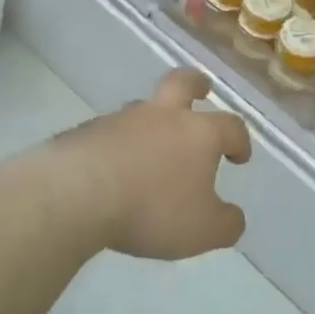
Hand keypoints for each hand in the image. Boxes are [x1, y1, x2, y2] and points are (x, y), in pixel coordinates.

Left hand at [58, 70, 250, 261]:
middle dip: (196, 84)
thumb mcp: (203, 230)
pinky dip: (117, 145)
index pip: (230, 126)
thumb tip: (232, 217)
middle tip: (202, 89)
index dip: (240, 140)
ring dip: (151, 120)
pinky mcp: (84, 132)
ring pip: (142, 108)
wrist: (75, 194)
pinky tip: (112, 169)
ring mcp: (120, 119)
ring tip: (150, 148)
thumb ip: (225, 224)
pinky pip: (109, 133)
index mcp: (198, 133)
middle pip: (182, 83)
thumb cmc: (151, 208)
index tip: (239, 158)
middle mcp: (161, 116)